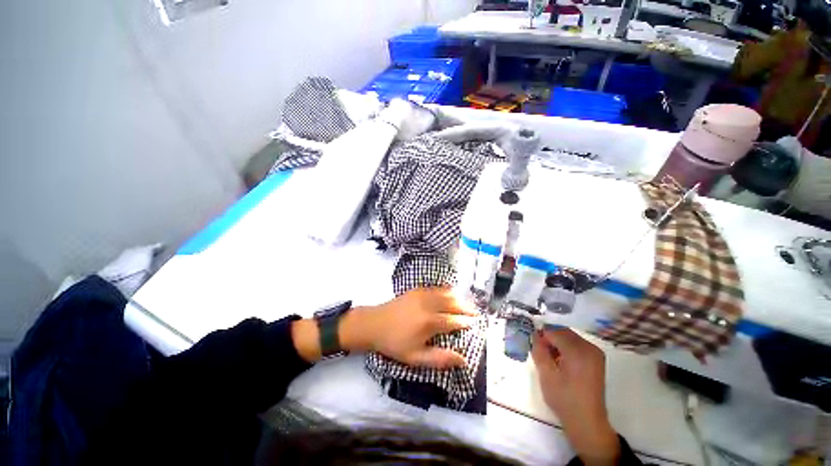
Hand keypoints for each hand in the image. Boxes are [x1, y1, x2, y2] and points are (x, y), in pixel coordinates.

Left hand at [340, 288, 477, 368]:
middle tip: (476, 312)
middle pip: (453, 303)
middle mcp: (428, 305)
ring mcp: (422, 294)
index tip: (475, 323)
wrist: (374, 324)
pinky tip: (450, 292)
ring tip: (466, 303)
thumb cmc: (394, 343)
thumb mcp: (415, 357)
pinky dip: (446, 290)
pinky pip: (435, 288)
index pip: (454, 320)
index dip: (466, 321)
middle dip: (466, 307)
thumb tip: (463, 360)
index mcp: (429, 322)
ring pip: (446, 293)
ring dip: (458, 298)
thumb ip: (439, 358)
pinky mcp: (416, 289)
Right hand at [532, 329, 619, 465]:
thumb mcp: (546, 374)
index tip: (533, 346)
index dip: (541, 336)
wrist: (587, 422)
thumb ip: (538, 350)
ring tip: (550, 358)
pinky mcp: (596, 359)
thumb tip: (535, 335)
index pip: (553, 331)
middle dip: (549, 338)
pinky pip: (576, 344)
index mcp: (578, 351)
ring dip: (557, 342)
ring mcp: (595, 353)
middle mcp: (589, 347)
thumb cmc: (564, 398)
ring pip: (569, 337)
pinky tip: (560, 361)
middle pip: (562, 331)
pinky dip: (565, 347)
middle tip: (540, 351)